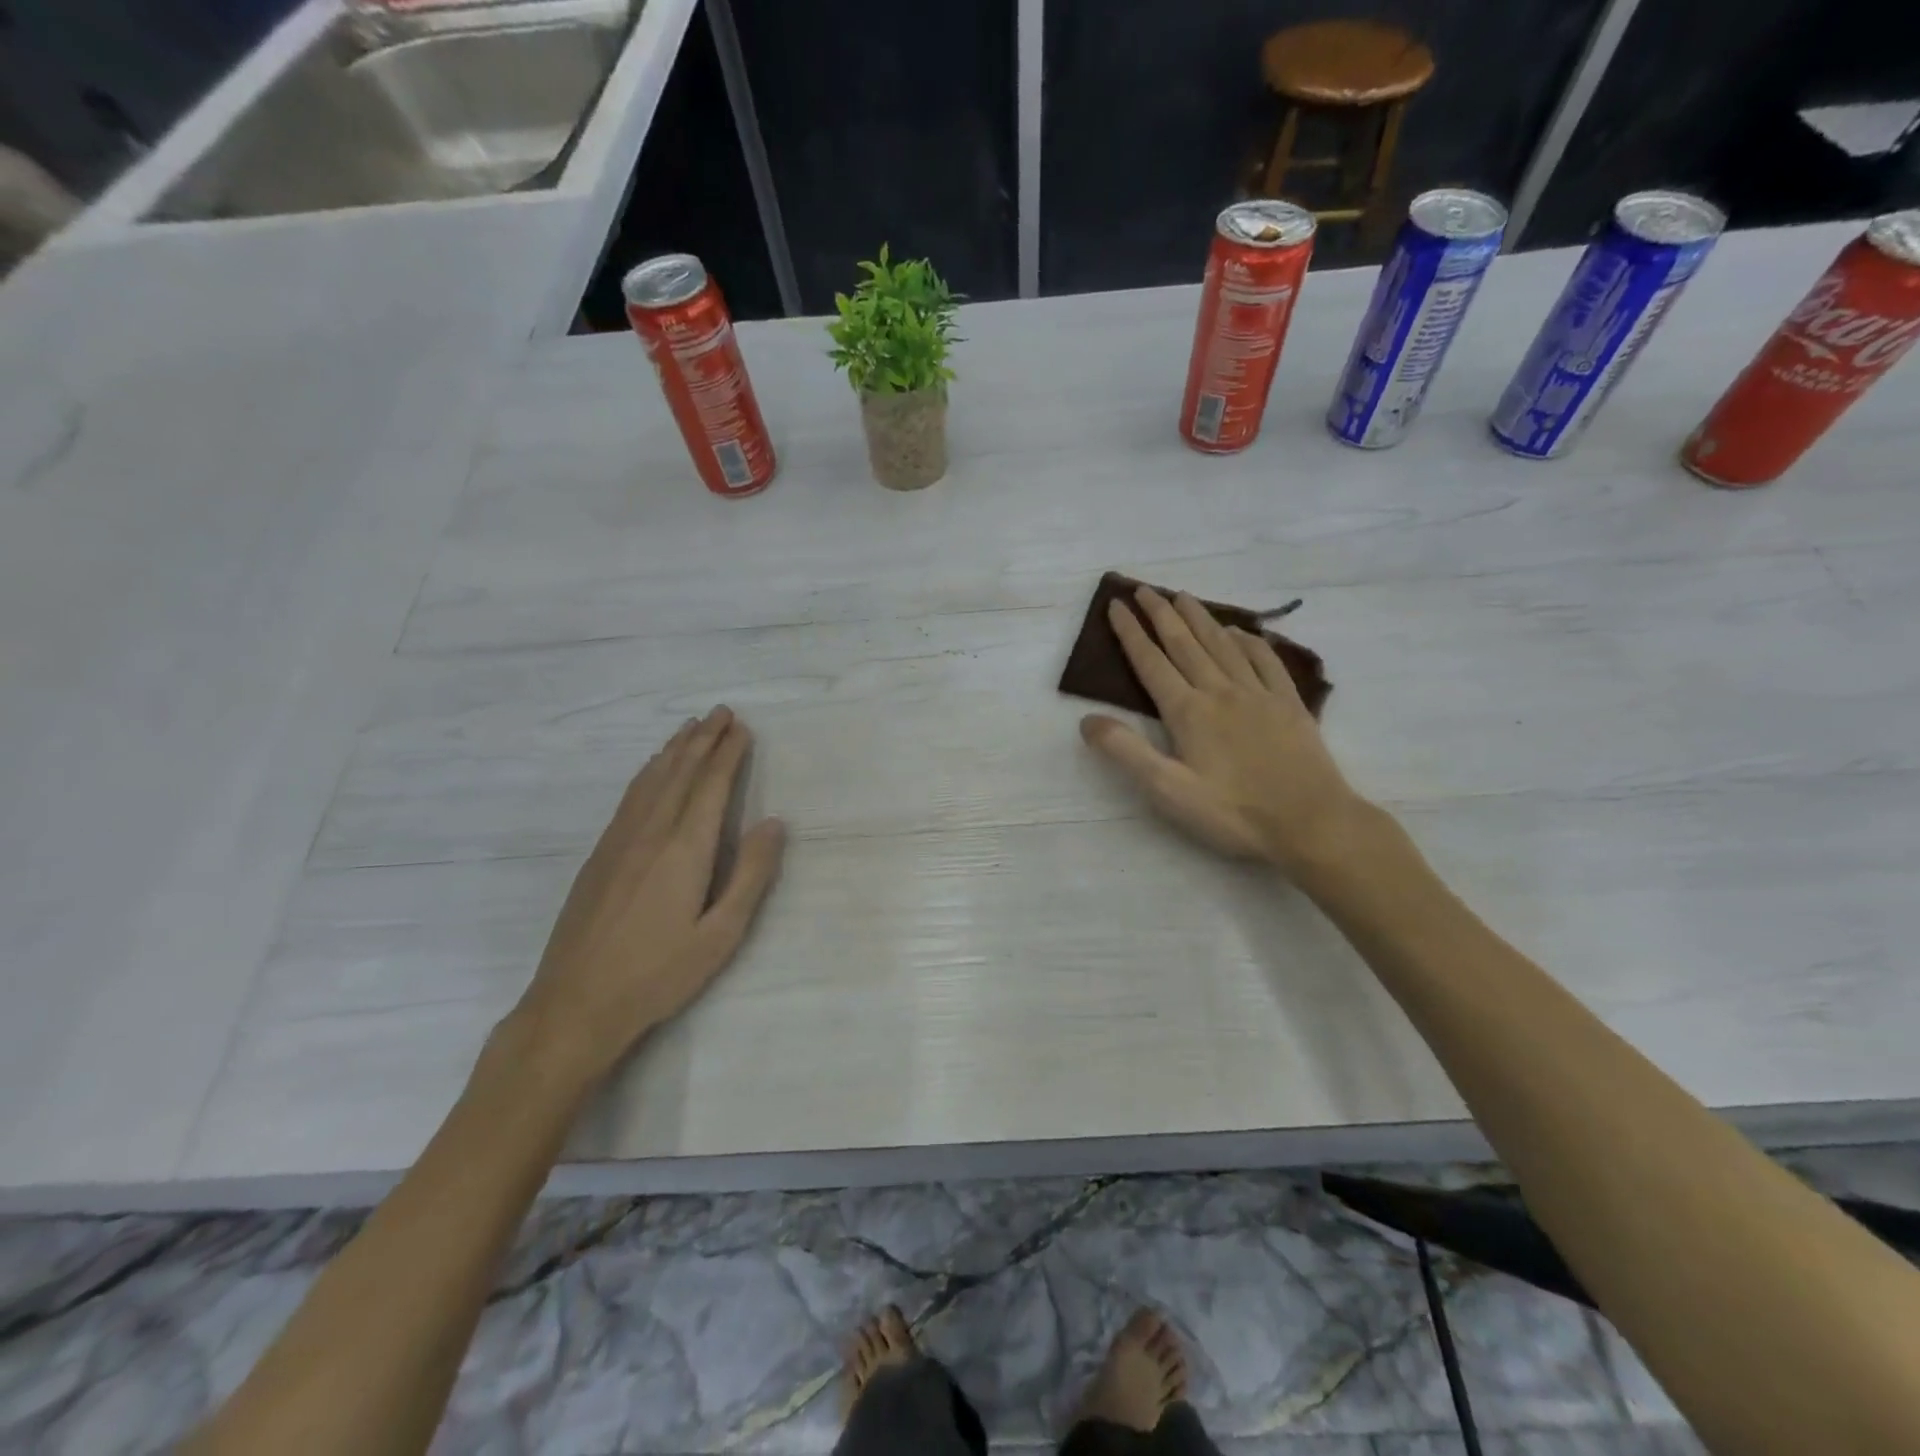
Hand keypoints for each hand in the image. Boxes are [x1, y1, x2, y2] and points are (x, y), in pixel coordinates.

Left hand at [509, 706, 785, 1085]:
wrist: (575, 1004)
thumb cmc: (658, 974)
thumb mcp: (721, 935)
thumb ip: (750, 875)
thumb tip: (774, 823)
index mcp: (684, 850)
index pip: (711, 786)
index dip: (728, 754)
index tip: (742, 728)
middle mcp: (650, 833)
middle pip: (680, 773)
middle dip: (703, 739)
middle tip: (721, 711)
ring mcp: (619, 842)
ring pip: (651, 780)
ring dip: (674, 749)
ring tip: (690, 726)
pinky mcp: (599, 855)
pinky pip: (629, 797)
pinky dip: (647, 772)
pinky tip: (651, 768)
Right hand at [1079, 586, 1367, 875]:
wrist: (1310, 822)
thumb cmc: (1233, 813)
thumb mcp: (1168, 791)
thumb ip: (1126, 752)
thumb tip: (1087, 720)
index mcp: (1188, 711)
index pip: (1151, 662)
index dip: (1131, 633)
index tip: (1117, 605)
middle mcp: (1220, 691)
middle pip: (1185, 643)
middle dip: (1161, 614)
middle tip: (1145, 589)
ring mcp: (1258, 694)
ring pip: (1222, 644)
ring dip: (1199, 618)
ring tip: (1183, 596)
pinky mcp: (1288, 704)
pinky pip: (1265, 660)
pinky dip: (1249, 640)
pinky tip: (1240, 631)